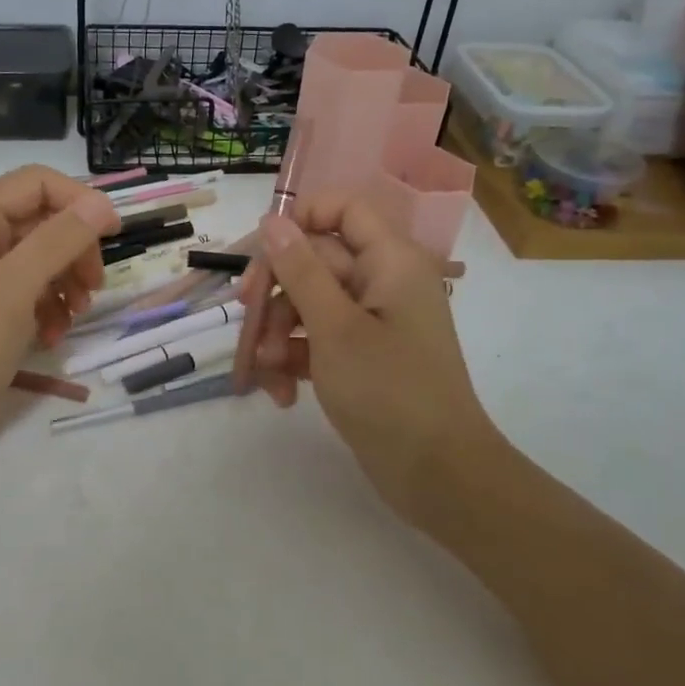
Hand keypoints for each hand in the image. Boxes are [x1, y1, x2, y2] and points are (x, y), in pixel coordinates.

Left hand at [0, 166, 119, 432]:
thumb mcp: (13, 292)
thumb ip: (57, 241)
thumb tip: (100, 204)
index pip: (38, 182)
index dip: (80, 202)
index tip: (114, 236)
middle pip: (44, 218)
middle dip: (75, 250)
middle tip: (93, 288)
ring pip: (43, 253)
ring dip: (67, 281)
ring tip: (75, 317)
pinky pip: (32, 285)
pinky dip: (50, 305)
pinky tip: (54, 334)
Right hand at [240, 197, 493, 530]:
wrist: (438, 476)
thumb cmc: (390, 391)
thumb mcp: (335, 328)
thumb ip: (301, 270)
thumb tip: (273, 220)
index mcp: (390, 261)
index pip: (343, 209)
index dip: (301, 218)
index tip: (262, 251)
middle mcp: (381, 283)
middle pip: (314, 262)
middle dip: (276, 294)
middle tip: (246, 317)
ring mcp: (370, 322)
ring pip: (307, 305)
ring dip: (277, 335)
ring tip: (264, 372)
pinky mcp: (359, 357)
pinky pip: (315, 340)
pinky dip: (294, 361)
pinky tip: (281, 395)